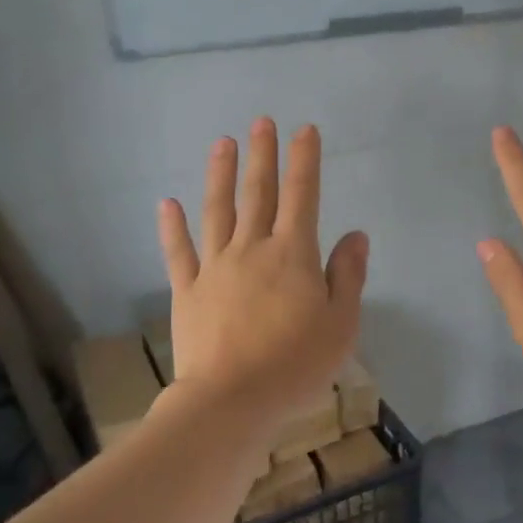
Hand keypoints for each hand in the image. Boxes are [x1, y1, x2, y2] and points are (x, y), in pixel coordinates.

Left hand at [157, 119, 368, 430]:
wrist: (230, 400)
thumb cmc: (295, 364)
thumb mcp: (340, 323)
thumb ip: (347, 275)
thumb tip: (355, 235)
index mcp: (292, 255)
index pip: (302, 196)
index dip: (304, 161)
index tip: (304, 130)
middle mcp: (252, 250)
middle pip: (258, 194)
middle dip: (261, 156)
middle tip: (261, 122)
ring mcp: (215, 268)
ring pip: (217, 212)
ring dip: (219, 176)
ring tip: (221, 143)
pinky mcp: (187, 291)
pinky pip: (179, 252)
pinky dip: (172, 227)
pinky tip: (167, 204)